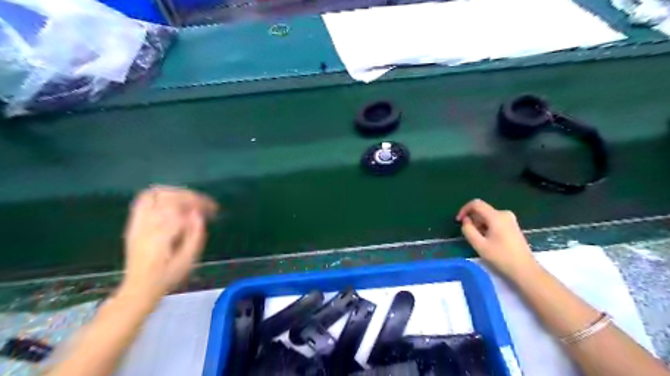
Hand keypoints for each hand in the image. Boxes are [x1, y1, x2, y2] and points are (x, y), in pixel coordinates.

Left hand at [119, 186, 215, 302]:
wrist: (139, 287)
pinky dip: (160, 195)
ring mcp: (137, 222)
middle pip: (168, 197)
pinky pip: (143, 200)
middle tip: (203, 205)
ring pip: (155, 194)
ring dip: (175, 192)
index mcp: (161, 235)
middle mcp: (147, 224)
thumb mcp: (188, 260)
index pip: (181, 208)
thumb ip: (195, 235)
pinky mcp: (133, 223)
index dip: (200, 204)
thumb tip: (198, 214)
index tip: (213, 209)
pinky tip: (172, 202)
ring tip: (189, 200)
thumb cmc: (168, 276)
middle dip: (190, 196)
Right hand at [455, 198, 537, 280]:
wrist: (525, 269)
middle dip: (473, 220)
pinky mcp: (511, 225)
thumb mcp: (479, 245)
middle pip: (482, 210)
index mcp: (496, 216)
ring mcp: (509, 219)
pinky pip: (493, 220)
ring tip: (480, 241)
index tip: (458, 221)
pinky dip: (486, 227)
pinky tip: (488, 240)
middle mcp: (504, 213)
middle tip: (471, 236)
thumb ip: (468, 230)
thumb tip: (466, 220)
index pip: (476, 204)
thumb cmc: (501, 257)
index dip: (464, 209)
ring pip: (487, 216)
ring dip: (479, 225)